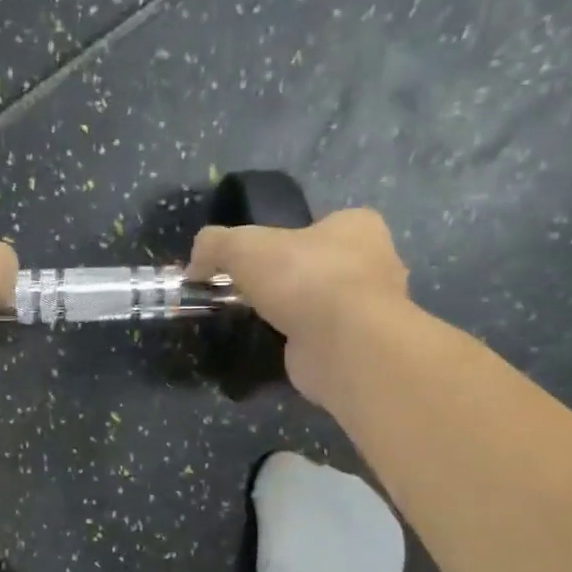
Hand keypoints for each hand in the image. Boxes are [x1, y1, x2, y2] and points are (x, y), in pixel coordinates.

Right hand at [187, 209, 409, 407]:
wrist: (344, 344)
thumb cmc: (303, 278)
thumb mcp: (241, 247)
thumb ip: (213, 246)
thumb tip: (194, 265)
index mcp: (358, 227)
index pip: (322, 224)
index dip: (288, 238)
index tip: (259, 258)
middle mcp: (376, 263)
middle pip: (322, 264)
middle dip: (291, 278)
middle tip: (253, 290)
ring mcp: (372, 309)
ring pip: (324, 303)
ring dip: (297, 312)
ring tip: (259, 320)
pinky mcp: (361, 347)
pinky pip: (324, 337)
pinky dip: (302, 342)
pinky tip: (278, 345)